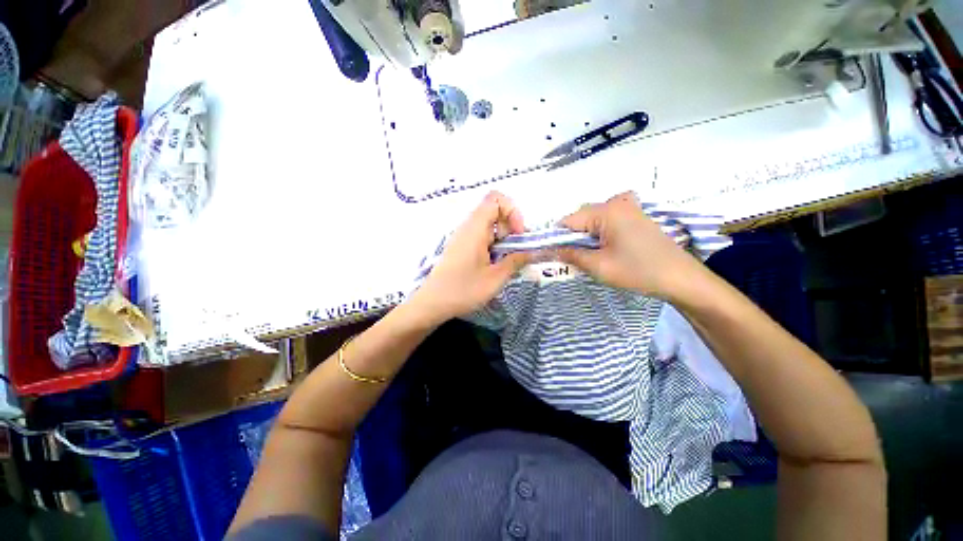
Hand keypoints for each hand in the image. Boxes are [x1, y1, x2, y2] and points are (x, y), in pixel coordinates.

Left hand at [410, 191, 530, 323]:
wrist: (433, 303)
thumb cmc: (464, 290)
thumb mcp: (496, 278)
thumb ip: (517, 260)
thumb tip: (533, 251)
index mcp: (475, 228)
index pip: (495, 199)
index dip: (512, 211)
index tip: (518, 234)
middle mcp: (467, 227)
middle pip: (494, 211)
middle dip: (511, 227)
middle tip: (515, 250)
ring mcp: (463, 237)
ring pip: (489, 225)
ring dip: (503, 238)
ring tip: (506, 260)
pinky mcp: (461, 247)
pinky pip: (482, 236)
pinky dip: (494, 245)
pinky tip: (494, 264)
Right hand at [558, 191, 701, 298]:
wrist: (682, 279)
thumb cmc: (639, 271)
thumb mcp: (599, 266)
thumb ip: (570, 255)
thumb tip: (548, 250)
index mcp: (606, 211)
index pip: (567, 221)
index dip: (555, 239)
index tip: (549, 255)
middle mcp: (615, 202)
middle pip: (579, 220)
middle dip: (570, 239)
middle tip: (569, 260)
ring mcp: (627, 208)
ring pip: (591, 222)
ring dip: (583, 239)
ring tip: (586, 257)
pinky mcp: (634, 216)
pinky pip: (605, 223)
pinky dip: (597, 236)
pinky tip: (602, 249)